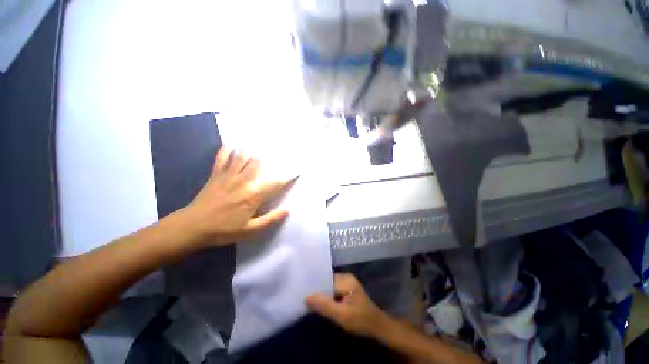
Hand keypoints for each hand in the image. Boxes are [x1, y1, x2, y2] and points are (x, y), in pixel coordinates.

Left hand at [180, 147, 291, 245]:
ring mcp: (228, 176)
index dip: (287, 177)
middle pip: (258, 164)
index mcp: (253, 196)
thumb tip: (288, 210)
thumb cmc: (224, 230)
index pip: (275, 184)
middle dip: (268, 158)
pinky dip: (225, 150)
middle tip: (275, 151)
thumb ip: (270, 219)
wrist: (193, 227)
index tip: (296, 171)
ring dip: (249, 150)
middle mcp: (243, 182)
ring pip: (241, 157)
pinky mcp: (215, 175)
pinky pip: (221, 158)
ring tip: (255, 143)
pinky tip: (230, 145)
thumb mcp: (250, 230)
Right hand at [306, 273, 388, 338]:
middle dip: (316, 290)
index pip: (325, 279)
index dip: (314, 285)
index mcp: (346, 279)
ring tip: (307, 300)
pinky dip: (326, 297)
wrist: (377, 327)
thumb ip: (324, 306)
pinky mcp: (346, 289)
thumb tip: (306, 297)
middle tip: (302, 297)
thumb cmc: (361, 321)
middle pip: (326, 281)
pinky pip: (332, 290)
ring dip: (321, 294)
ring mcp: (346, 283)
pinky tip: (319, 304)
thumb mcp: (342, 315)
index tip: (301, 291)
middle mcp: (345, 277)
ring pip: (328, 286)